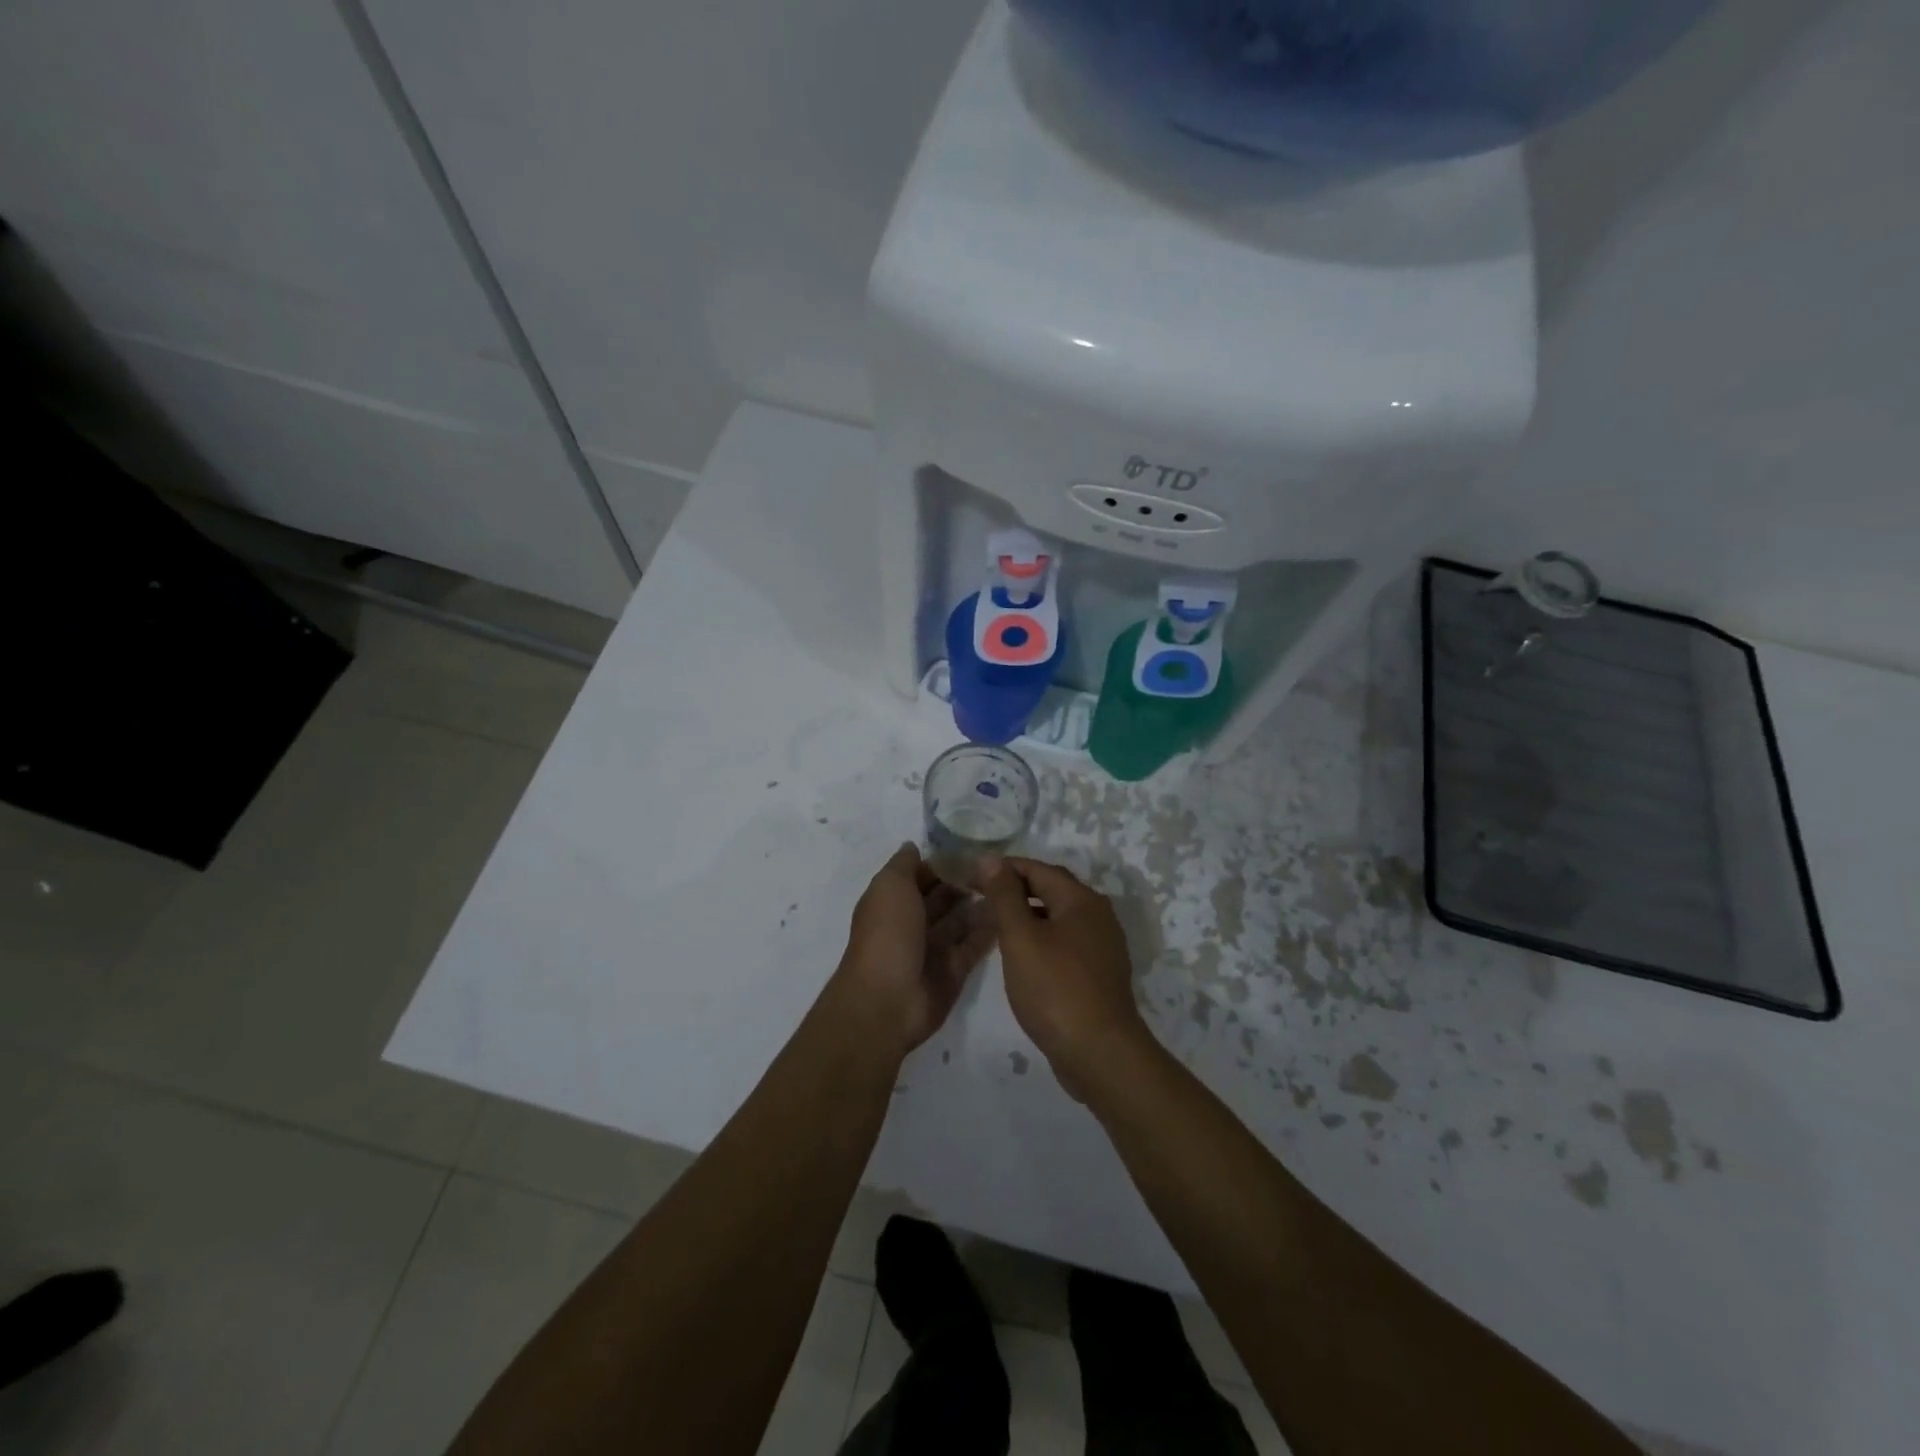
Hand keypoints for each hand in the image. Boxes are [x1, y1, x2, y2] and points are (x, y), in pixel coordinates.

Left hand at [830, 844, 995, 1056]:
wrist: (887, 1000)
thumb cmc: (887, 935)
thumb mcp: (889, 887)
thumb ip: (904, 865)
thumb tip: (914, 846)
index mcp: (893, 901)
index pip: (921, 875)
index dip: (943, 862)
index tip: (974, 848)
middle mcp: (913, 923)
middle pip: (944, 897)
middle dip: (966, 882)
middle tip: (999, 868)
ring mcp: (933, 949)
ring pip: (961, 921)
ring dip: (981, 904)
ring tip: (1010, 886)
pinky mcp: (954, 971)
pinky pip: (974, 946)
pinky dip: (990, 931)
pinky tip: (1010, 913)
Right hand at [979, 857, 1148, 1098]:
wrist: (1100, 1054)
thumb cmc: (1055, 989)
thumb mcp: (1020, 938)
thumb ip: (1004, 896)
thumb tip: (991, 859)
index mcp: (1081, 900)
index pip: (1037, 869)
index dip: (1001, 869)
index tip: (969, 878)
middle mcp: (1098, 915)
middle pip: (1051, 889)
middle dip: (1015, 890)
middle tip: (979, 899)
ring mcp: (1102, 945)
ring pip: (1058, 917)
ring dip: (1027, 915)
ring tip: (995, 927)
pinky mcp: (1100, 973)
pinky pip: (1066, 942)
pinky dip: (1042, 939)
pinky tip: (1022, 957)